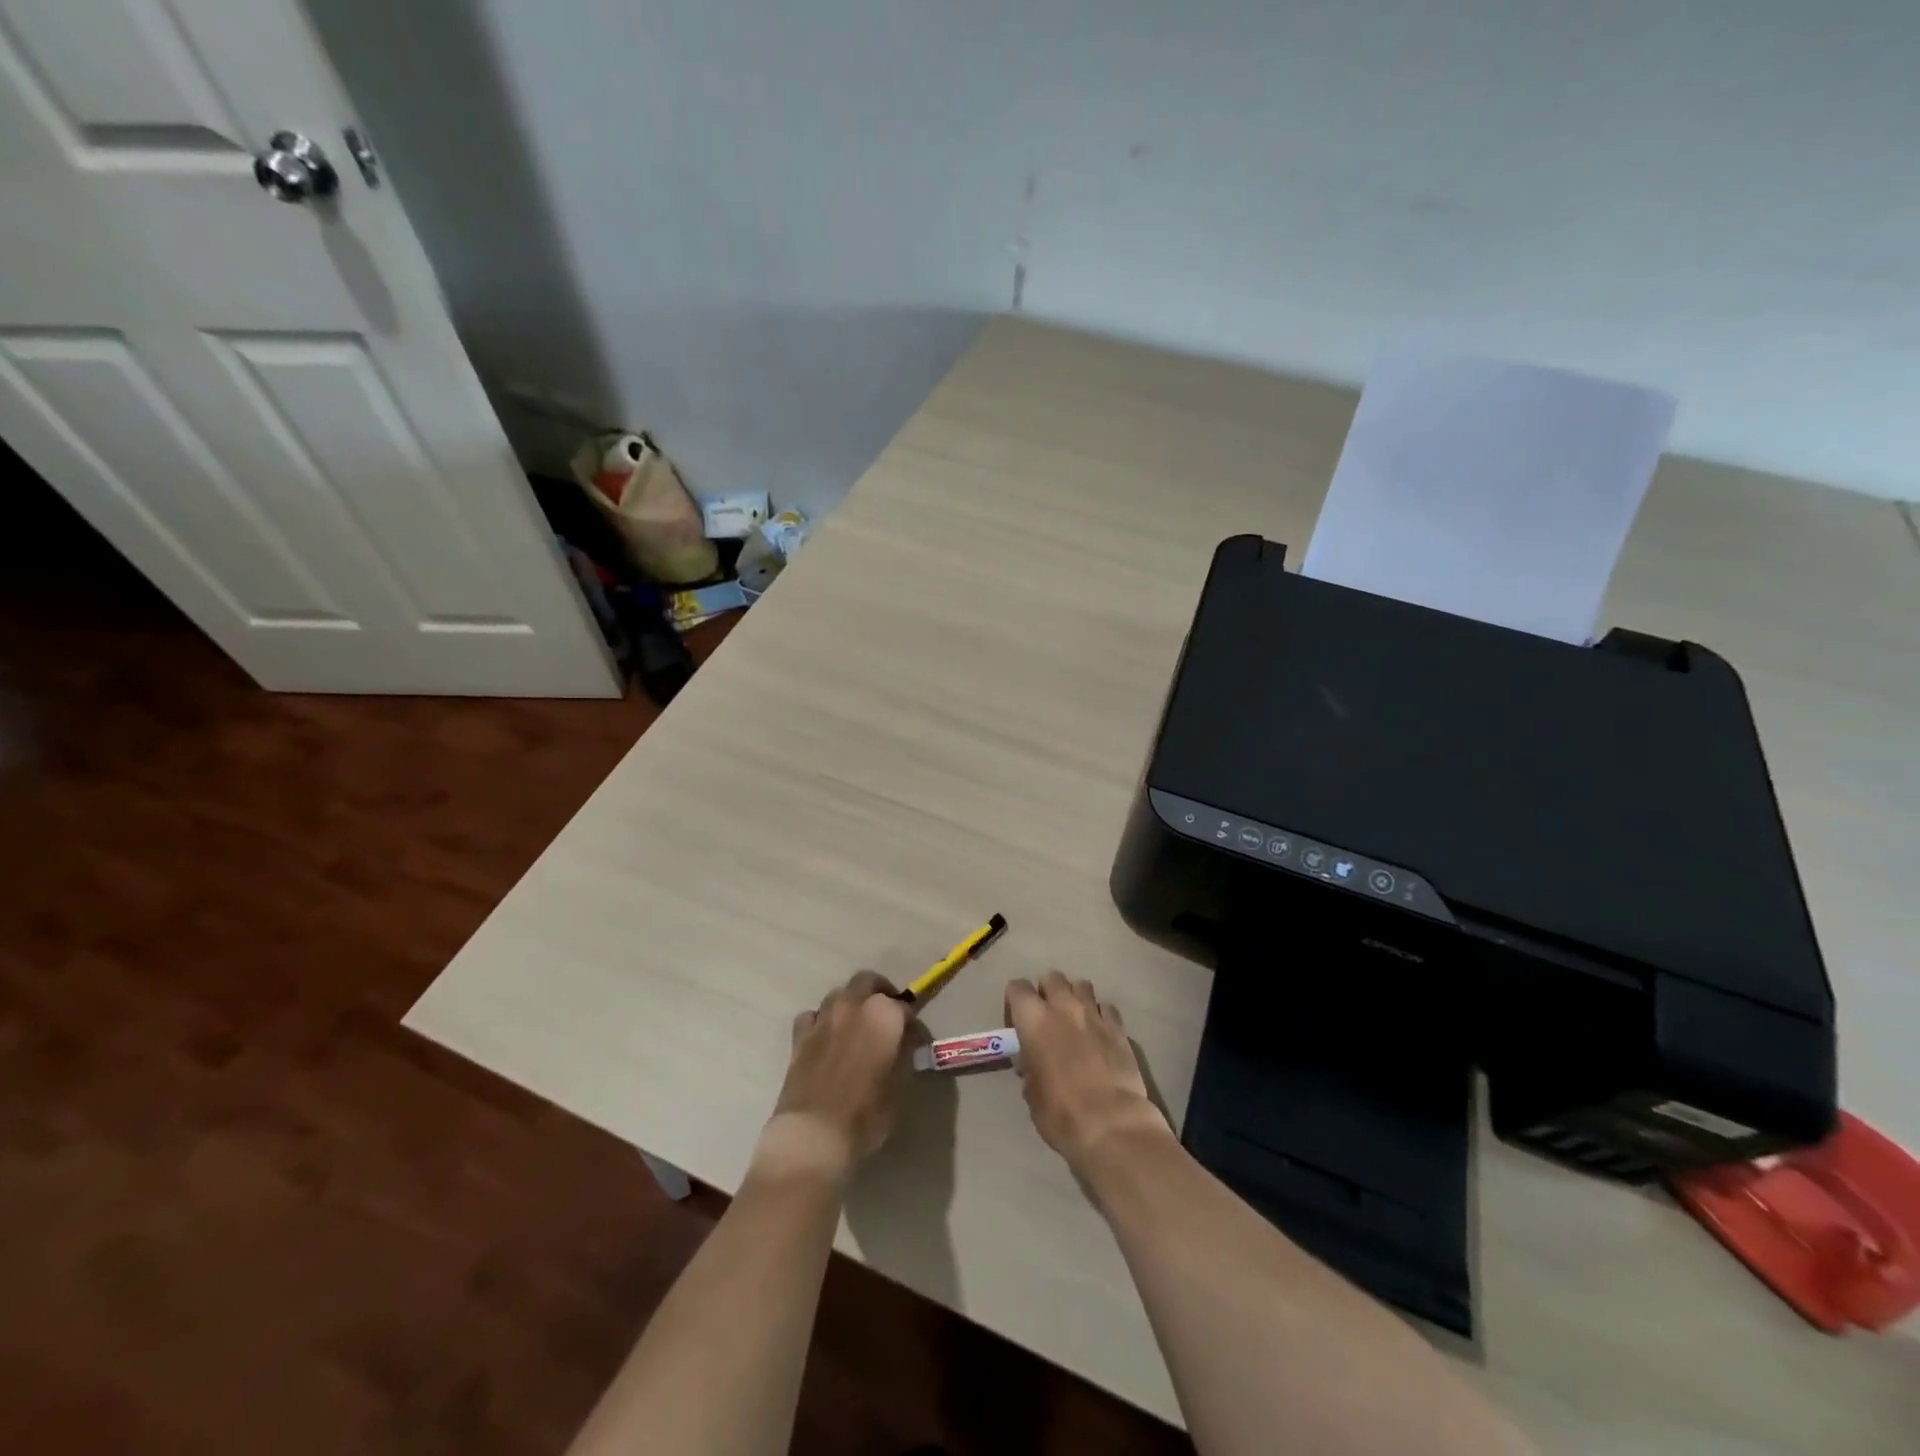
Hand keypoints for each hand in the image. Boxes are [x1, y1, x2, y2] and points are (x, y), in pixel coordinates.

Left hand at [758, 971, 919, 1182]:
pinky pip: (813, 1015)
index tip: (916, 1041)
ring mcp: (823, 1018)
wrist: (813, 1134)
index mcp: (883, 1015)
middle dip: (880, 993)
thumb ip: (903, 1055)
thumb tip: (904, 1043)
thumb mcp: (899, 1087)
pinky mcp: (800, 1035)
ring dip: (850, 1003)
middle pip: (868, 981)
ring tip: (856, 1026)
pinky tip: (826, 1038)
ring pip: (839, 994)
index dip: (912, 1024)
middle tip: (887, 1016)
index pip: (905, 1008)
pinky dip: (822, 1021)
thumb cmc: (865, 1114)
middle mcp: (853, 1006)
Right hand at [1006, 972, 1169, 1173]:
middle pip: (1052, 977)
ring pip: (1081, 985)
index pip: (1017, 987)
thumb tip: (1033, 1062)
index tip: (1018, 1024)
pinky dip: (1100, 1014)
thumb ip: (1030, 1067)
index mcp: (1034, 1019)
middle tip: (1048, 1017)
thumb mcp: (1031, 1093)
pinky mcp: (1119, 1027)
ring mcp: (1094, 1013)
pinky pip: (1106, 1007)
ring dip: (1075, 997)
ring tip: (1075, 1020)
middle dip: (1047, 991)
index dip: (1015, 1002)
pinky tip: (1100, 1033)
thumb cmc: (1060, 1112)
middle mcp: (1063, 1007)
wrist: (1110, 1124)